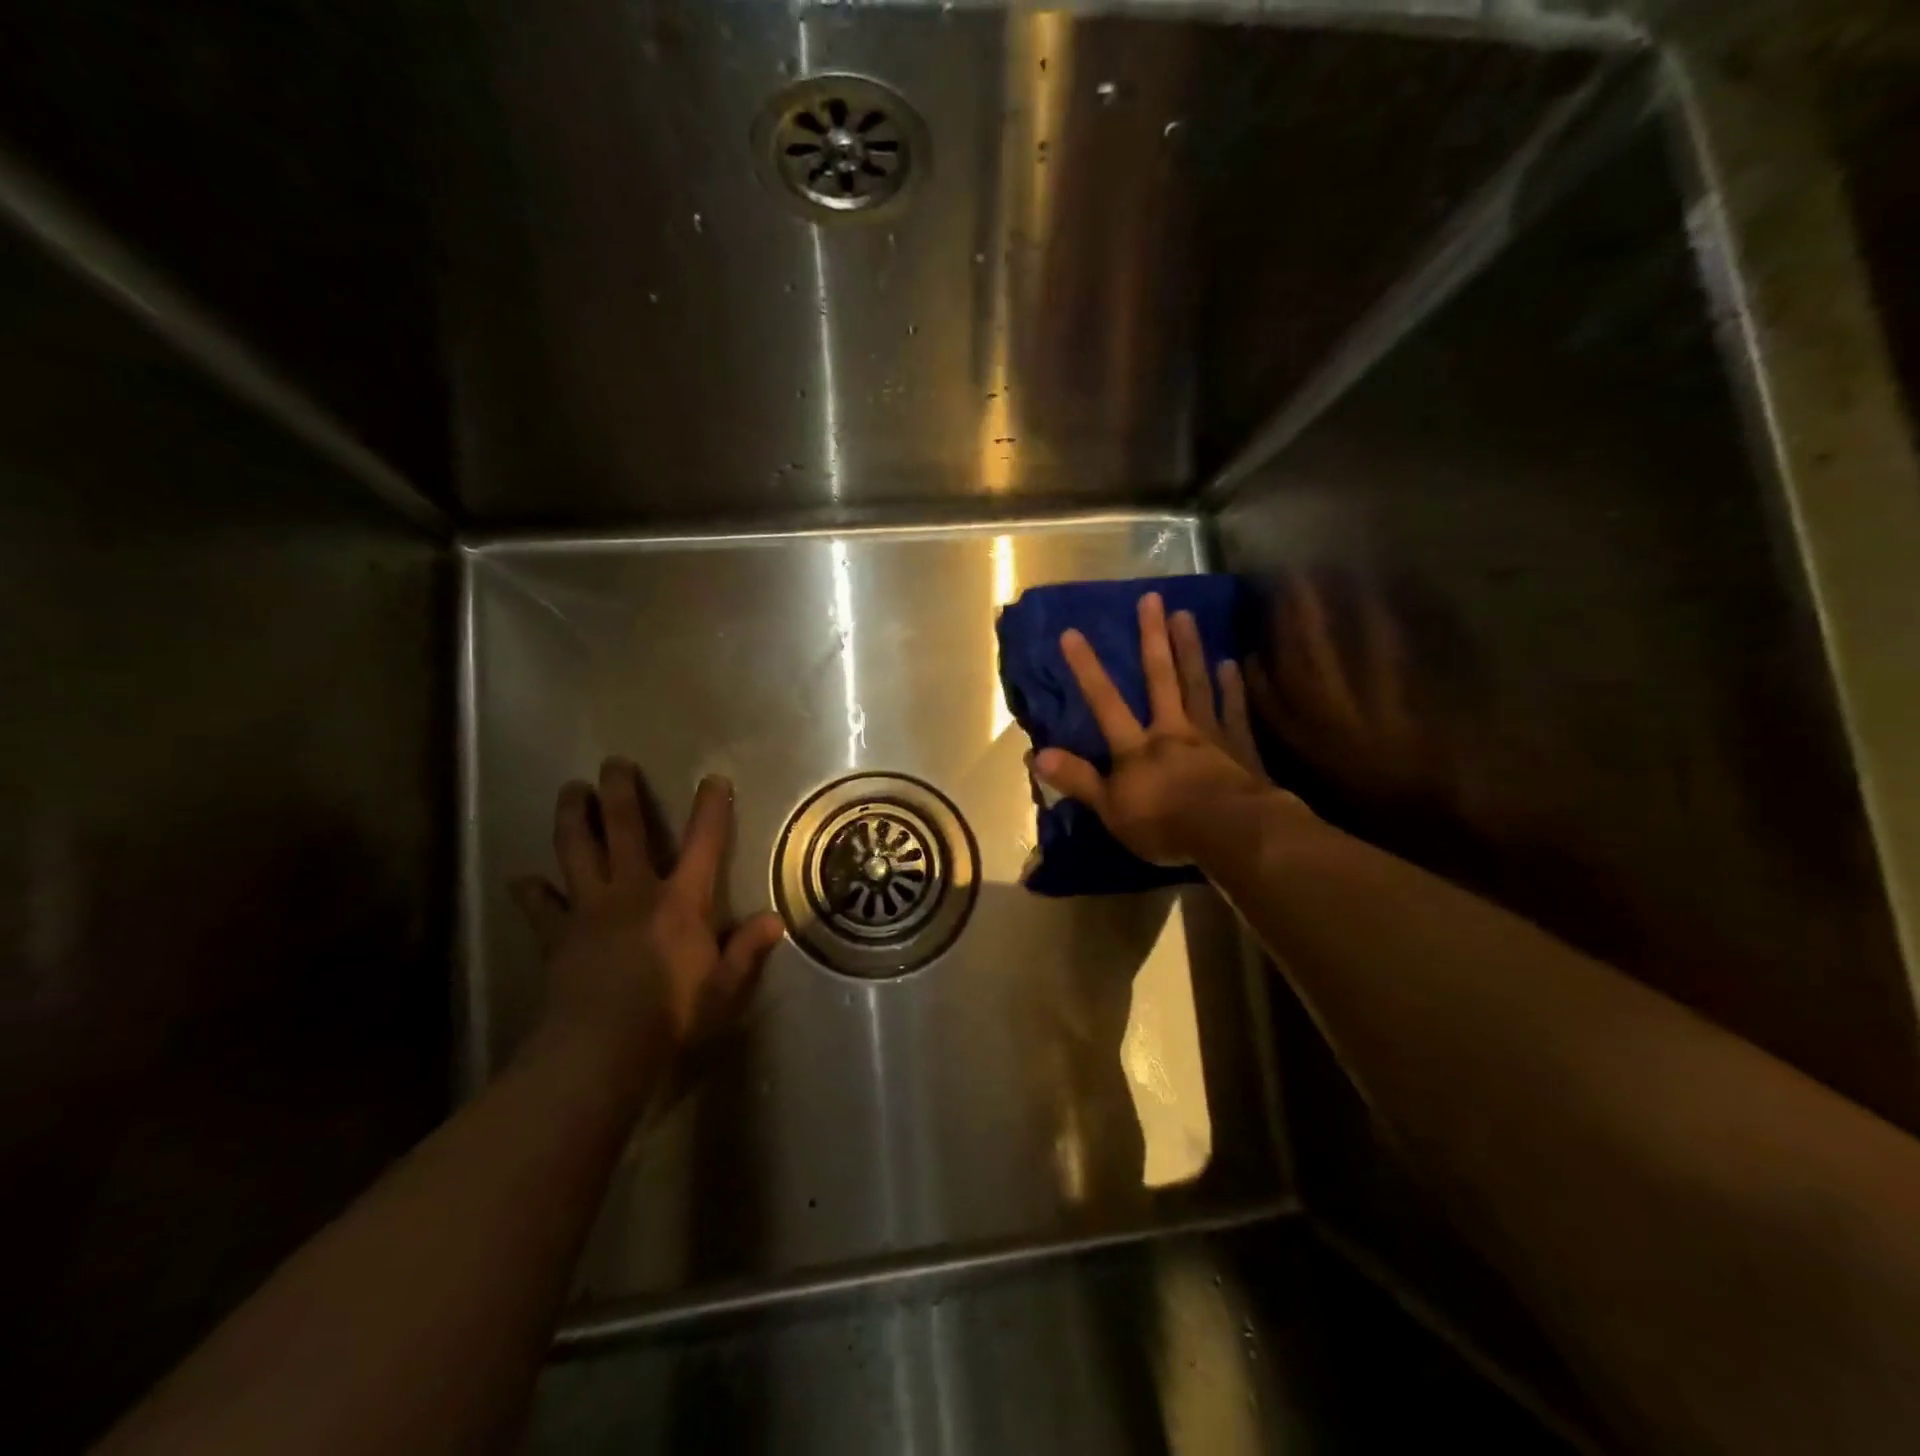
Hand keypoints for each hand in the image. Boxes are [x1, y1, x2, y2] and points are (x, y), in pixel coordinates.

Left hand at [509, 759, 784, 1100]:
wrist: (600, 1049)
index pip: (704, 844)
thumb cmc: (672, 1015)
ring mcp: (589, 910)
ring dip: (572, 818)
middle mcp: (633, 892)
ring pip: (577, 852)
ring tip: (569, 790)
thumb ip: (747, 949)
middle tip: (613, 762)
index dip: (711, 808)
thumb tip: (774, 919)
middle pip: (625, 830)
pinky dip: (532, 891)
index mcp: (680, 900)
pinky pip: (540, 907)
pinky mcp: (556, 937)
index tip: (713, 779)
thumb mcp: (724, 987)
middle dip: (620, 793)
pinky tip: (523, 879)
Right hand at [1034, 592, 1292, 866]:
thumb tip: (1036, 755)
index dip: (1087, 669)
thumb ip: (1078, 780)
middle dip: (1152, 639)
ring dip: (1190, 649)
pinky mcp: (1239, 748)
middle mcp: (1171, 730)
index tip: (1071, 633)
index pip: (1105, 702)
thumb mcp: (1111, 810)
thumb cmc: (1166, 826)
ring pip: (1196, 685)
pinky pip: (1233, 711)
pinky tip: (1229, 663)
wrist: (1232, 835)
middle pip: (1160, 678)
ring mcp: (1209, 735)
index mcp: (1137, 748)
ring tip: (1186, 615)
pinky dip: (1231, 687)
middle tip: (1151, 599)